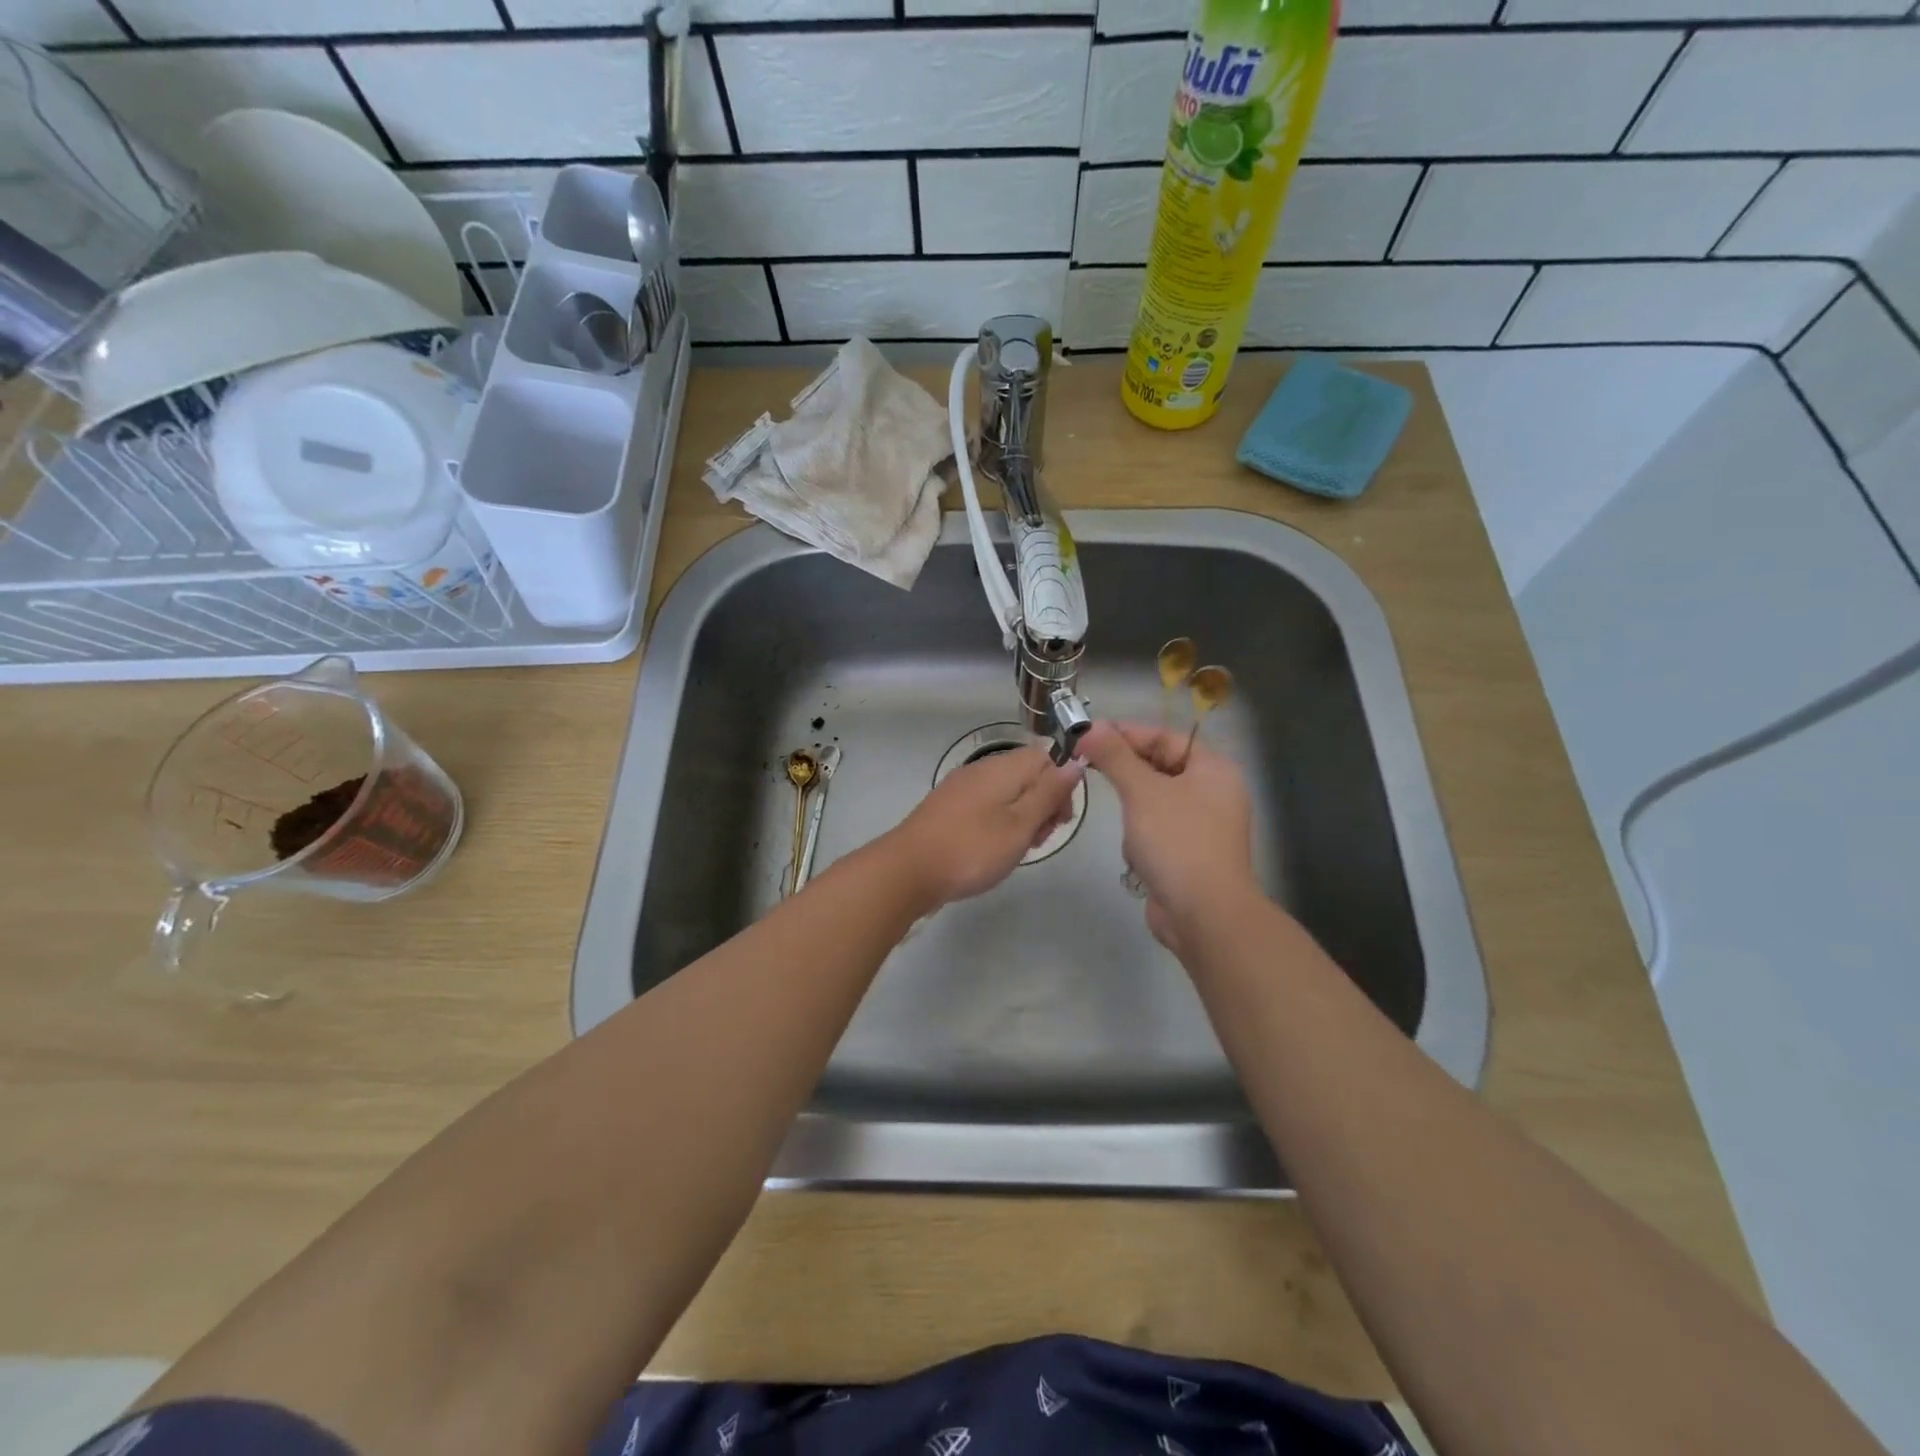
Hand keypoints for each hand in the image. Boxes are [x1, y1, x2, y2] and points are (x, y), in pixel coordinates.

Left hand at [888, 745, 1082, 909]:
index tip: (1059, 820)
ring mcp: (962, 787)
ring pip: (1007, 793)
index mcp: (1003, 767)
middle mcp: (982, 769)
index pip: (1046, 757)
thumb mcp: (1020, 824)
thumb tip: (1074, 762)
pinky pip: (986, 806)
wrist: (908, 870)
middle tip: (1037, 840)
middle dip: (1043, 804)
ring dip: (1021, 818)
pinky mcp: (948, 807)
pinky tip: (992, 850)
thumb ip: (1048, 793)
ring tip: (1016, 850)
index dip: (1061, 786)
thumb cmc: (972, 849)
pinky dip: (998, 823)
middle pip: (1027, 775)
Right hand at [1076, 721, 1257, 951]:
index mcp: (1213, 768)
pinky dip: (1140, 834)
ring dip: (1132, 805)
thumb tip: (1090, 727)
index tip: (1086, 736)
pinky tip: (1134, 850)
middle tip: (1085, 765)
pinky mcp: (1189, 852)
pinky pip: (1157, 828)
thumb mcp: (1142, 791)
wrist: (1204, 915)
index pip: (1164, 736)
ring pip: (1154, 798)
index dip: (1125, 733)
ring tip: (1118, 815)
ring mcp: (1202, 824)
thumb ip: (1115, 756)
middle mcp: (1212, 791)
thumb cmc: (1177, 842)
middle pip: (1160, 765)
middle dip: (1125, 770)